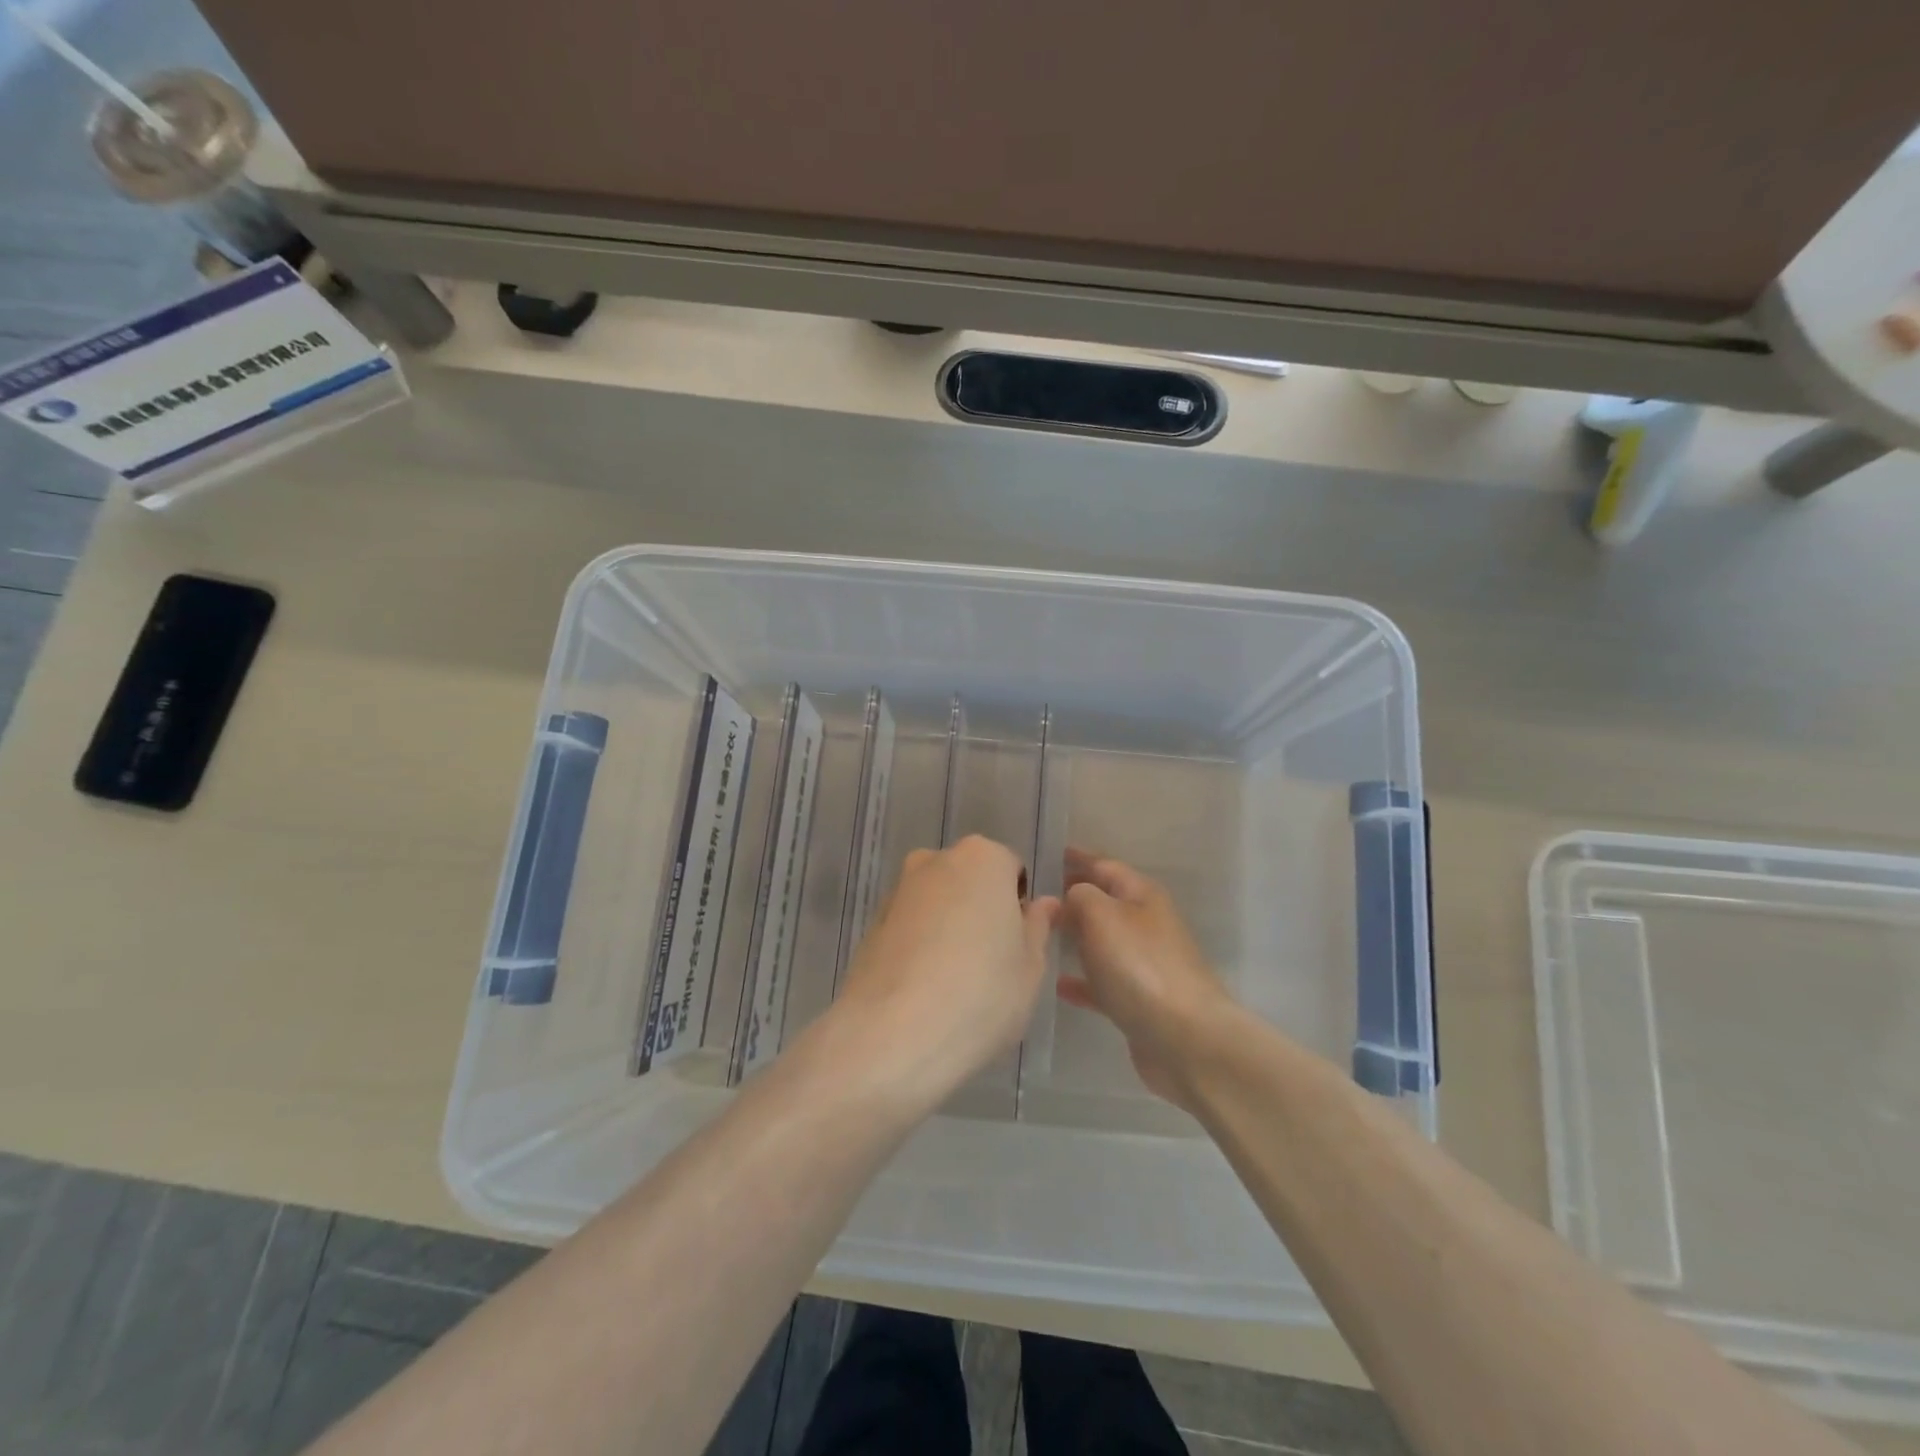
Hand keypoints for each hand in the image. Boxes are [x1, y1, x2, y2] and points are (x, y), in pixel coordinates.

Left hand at [829, 836, 1058, 1111]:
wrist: (891, 1034)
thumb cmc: (980, 994)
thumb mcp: (1030, 967)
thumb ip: (1038, 928)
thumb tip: (1043, 904)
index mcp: (982, 858)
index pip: (1010, 869)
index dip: (1018, 907)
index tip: (1016, 945)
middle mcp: (935, 861)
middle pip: (969, 880)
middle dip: (979, 911)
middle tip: (989, 963)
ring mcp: (897, 890)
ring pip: (936, 902)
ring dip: (947, 927)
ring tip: (952, 981)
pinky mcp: (870, 923)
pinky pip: (908, 926)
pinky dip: (918, 945)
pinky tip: (922, 989)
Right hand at [1058, 848, 1233, 1111]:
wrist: (1185, 1039)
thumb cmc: (1140, 966)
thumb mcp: (1102, 915)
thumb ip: (1080, 896)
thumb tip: (1071, 897)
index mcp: (1142, 896)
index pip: (1104, 866)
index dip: (1077, 858)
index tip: (1047, 854)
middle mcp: (1146, 924)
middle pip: (1104, 903)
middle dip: (1072, 898)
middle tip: (1033, 898)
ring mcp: (1145, 965)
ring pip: (1103, 942)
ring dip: (1075, 938)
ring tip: (1039, 937)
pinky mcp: (1140, 1002)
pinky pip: (1103, 983)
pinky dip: (1082, 980)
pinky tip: (1058, 984)